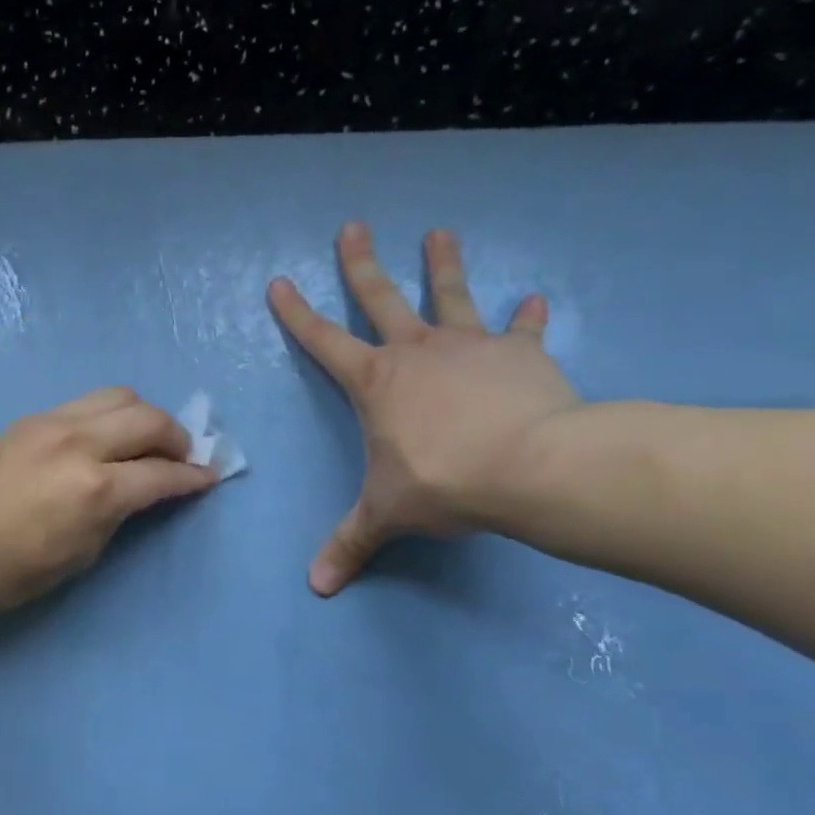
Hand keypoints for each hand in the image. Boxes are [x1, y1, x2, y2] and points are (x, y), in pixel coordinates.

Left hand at [0, 388, 217, 620]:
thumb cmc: (16, 571)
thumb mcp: (84, 552)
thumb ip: (120, 511)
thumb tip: (142, 488)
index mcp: (96, 488)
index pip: (162, 472)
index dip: (193, 476)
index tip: (208, 476)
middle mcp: (80, 443)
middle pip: (148, 418)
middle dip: (176, 436)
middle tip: (181, 455)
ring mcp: (51, 423)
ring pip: (118, 395)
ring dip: (143, 414)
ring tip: (145, 437)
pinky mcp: (30, 418)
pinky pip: (84, 403)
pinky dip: (108, 414)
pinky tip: (105, 436)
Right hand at [268, 224, 580, 595]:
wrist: (529, 466)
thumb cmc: (443, 482)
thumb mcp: (387, 515)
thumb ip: (351, 544)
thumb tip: (316, 588)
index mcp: (376, 382)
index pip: (323, 340)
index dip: (297, 313)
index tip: (279, 281)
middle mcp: (417, 351)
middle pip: (381, 297)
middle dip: (361, 263)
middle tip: (354, 225)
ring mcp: (470, 346)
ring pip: (451, 295)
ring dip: (443, 264)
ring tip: (440, 231)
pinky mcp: (520, 355)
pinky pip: (521, 330)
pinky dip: (527, 318)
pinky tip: (536, 301)